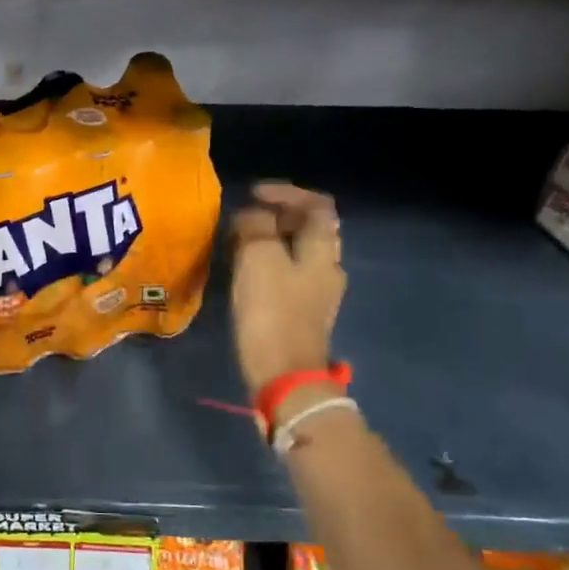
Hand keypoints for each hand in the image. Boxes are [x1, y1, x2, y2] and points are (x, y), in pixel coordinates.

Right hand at [229, 181, 346, 396]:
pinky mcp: (303, 314)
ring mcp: (318, 293)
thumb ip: (256, 228)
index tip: (254, 193)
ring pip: (299, 252)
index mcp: (322, 251)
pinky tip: (247, 272)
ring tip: (241, 241)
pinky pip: (289, 274)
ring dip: (272, 240)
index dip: (287, 193)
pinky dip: (270, 263)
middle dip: (279, 216)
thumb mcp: (258, 260)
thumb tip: (252, 216)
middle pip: (311, 229)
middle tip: (245, 216)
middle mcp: (327, 268)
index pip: (316, 206)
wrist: (285, 377)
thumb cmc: (272, 314)